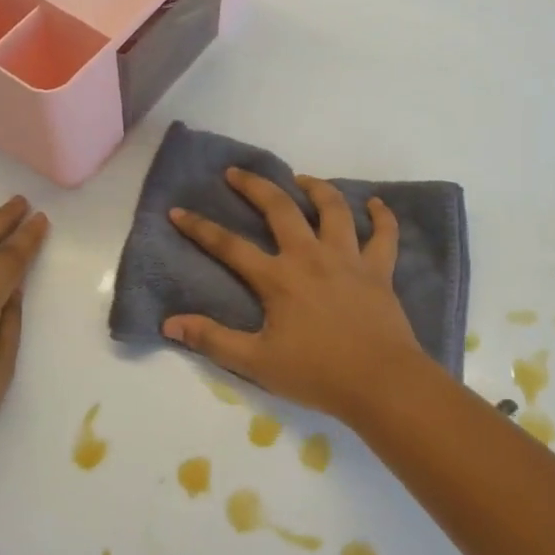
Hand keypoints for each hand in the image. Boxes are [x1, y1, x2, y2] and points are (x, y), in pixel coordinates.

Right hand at [164, 169, 431, 418]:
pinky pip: (384, 234)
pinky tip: (374, 203)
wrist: (380, 382)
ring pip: (333, 209)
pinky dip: (381, 215)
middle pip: (280, 209)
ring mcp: (349, 259)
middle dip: (255, 186)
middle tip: (237, 172)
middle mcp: (311, 257)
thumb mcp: (256, 363)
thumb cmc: (316, 374)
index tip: (178, 211)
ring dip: (316, 188)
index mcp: (279, 278)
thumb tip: (170, 323)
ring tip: (302, 179)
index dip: (200, 228)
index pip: (230, 246)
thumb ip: (213, 340)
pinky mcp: (379, 270)